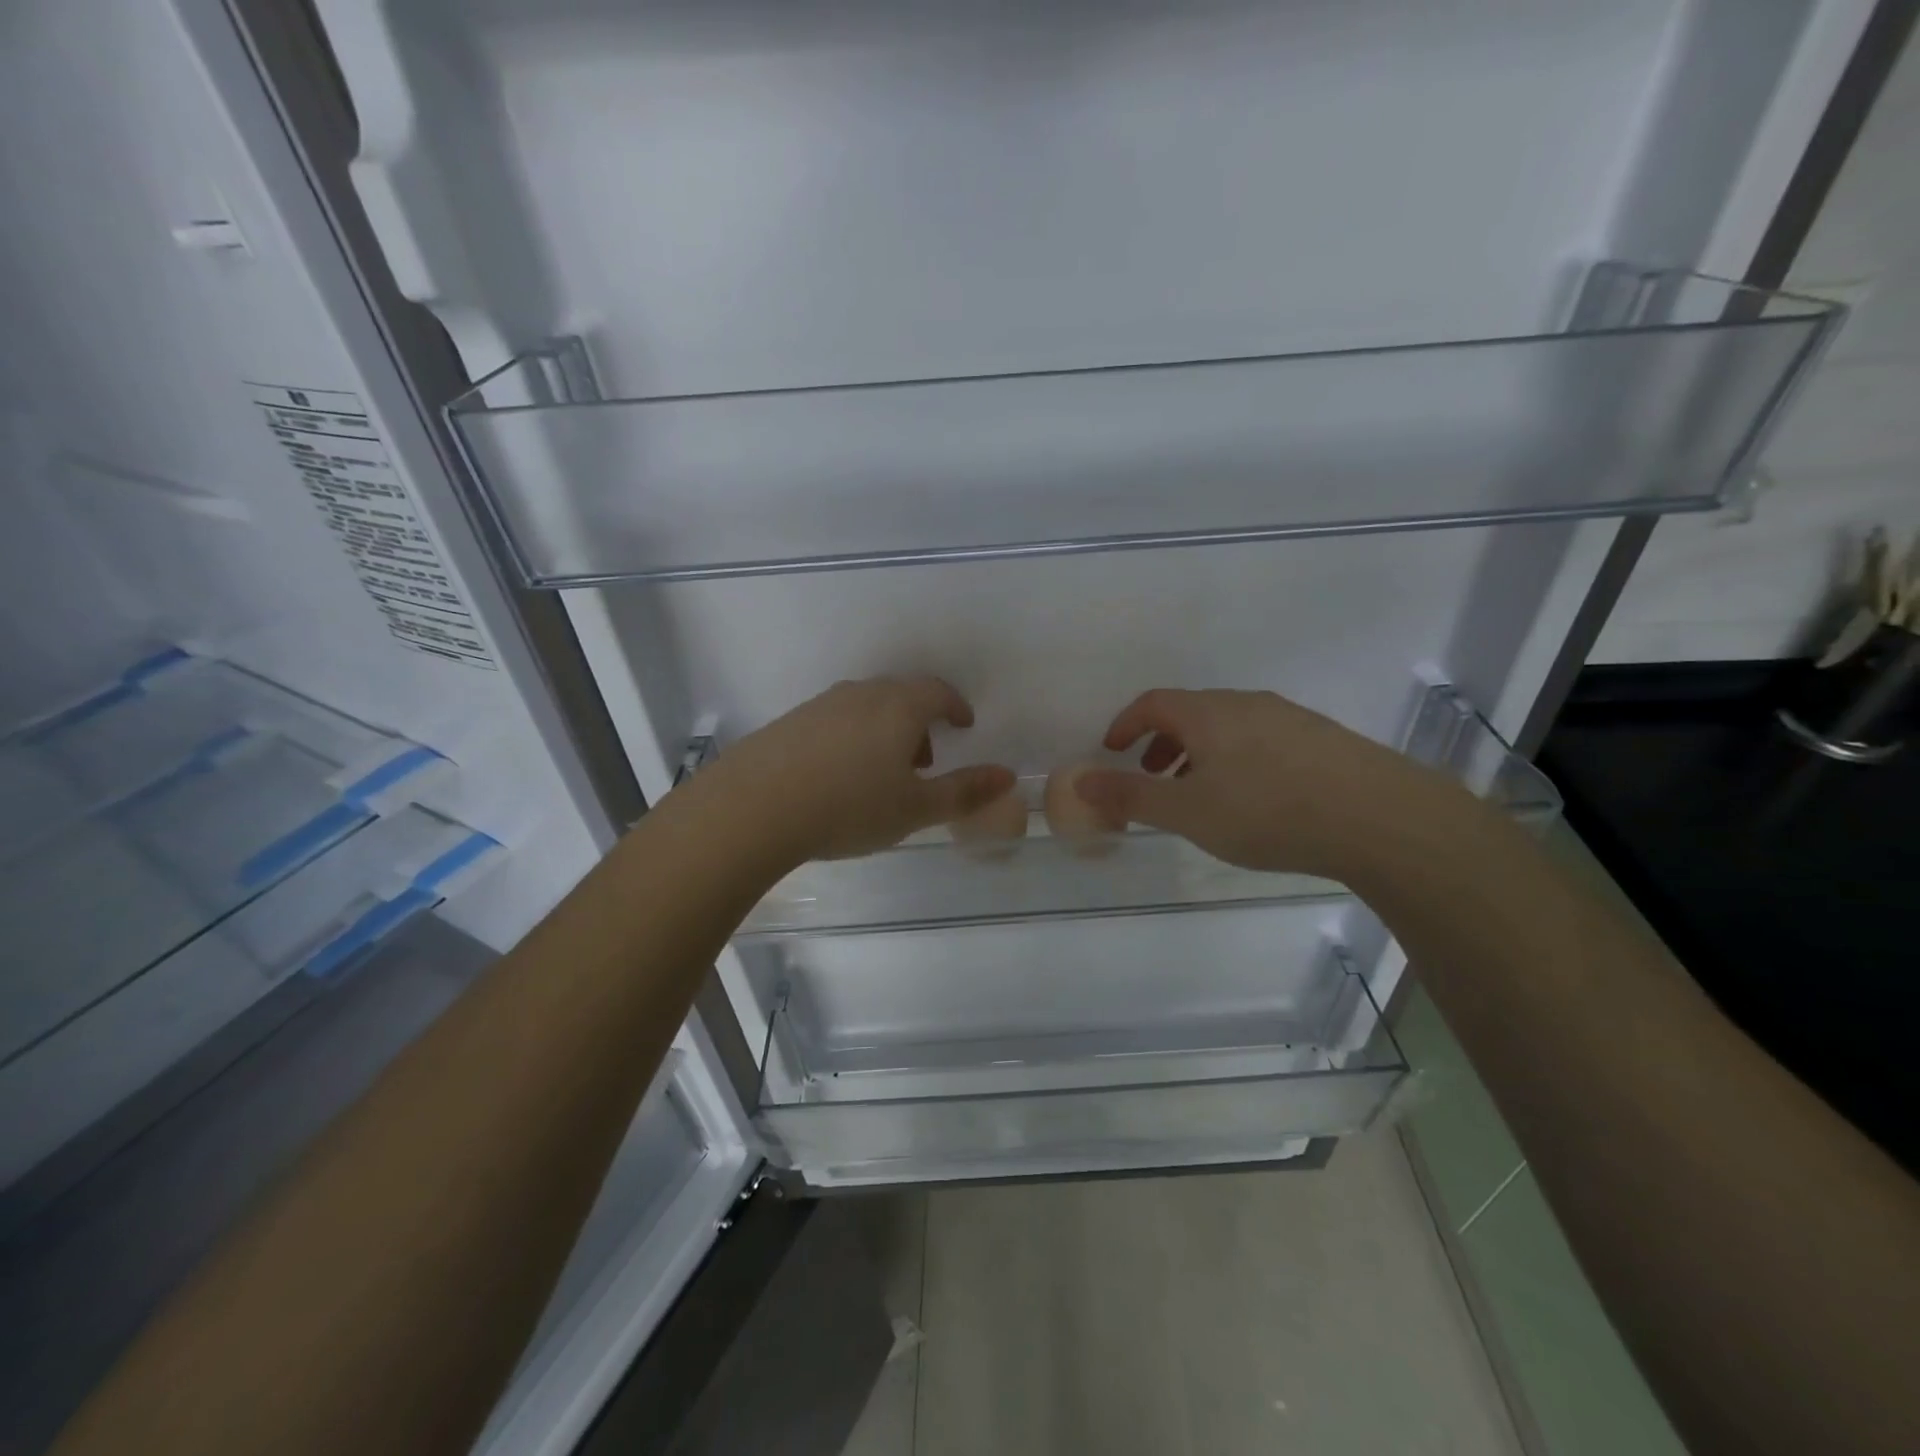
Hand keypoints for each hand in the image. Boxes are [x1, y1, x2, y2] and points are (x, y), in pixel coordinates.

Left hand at [709, 677, 1015, 863]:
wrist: (753, 808)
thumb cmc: (848, 807)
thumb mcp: (915, 808)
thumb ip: (965, 792)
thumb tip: (1009, 776)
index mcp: (899, 707)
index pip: (938, 691)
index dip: (956, 706)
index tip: (964, 725)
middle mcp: (861, 694)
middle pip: (903, 696)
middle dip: (921, 723)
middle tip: (924, 763)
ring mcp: (821, 705)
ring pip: (867, 707)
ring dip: (886, 731)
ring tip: (882, 775)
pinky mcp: (791, 721)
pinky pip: (836, 720)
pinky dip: (853, 738)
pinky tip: (839, 776)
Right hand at [1074, 688, 1458, 878]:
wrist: (1380, 818)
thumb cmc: (1268, 812)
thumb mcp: (1187, 812)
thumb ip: (1130, 796)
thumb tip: (1079, 780)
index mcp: (1208, 713)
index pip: (1152, 703)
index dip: (1125, 724)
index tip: (1112, 751)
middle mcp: (1247, 704)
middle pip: (1190, 712)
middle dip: (1161, 742)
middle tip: (1151, 777)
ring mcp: (1289, 718)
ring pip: (1228, 727)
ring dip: (1199, 753)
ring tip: (1200, 795)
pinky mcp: (1322, 739)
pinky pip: (1261, 740)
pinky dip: (1236, 760)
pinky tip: (1254, 800)